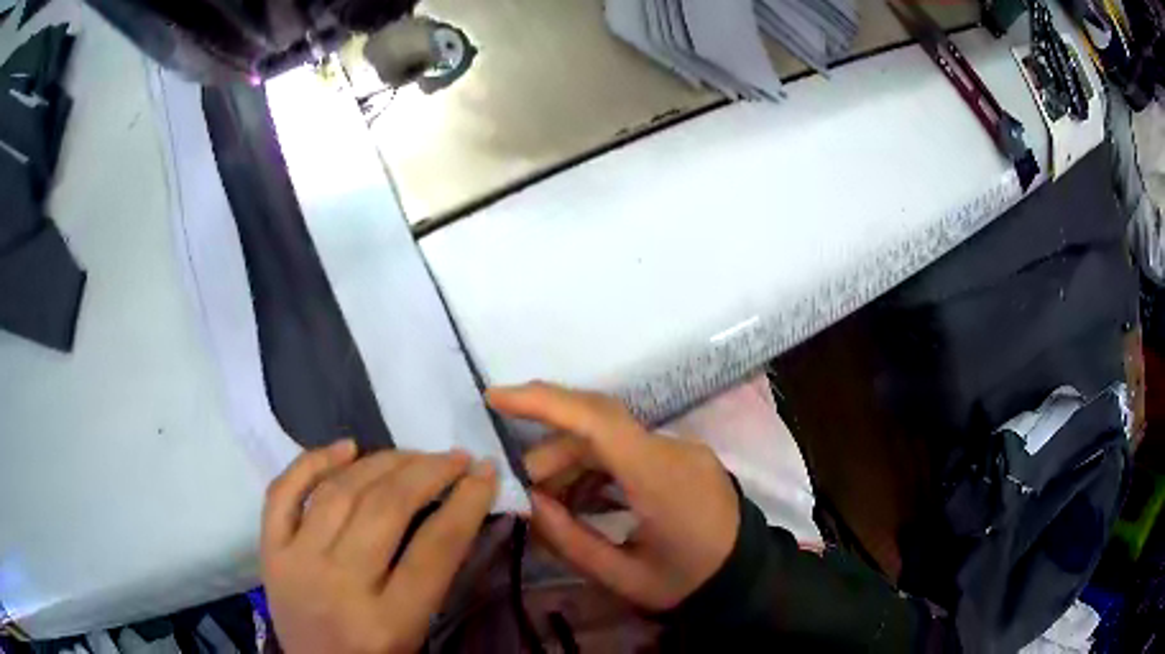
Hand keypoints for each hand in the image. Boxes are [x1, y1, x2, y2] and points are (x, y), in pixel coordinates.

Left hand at [261, 441, 497, 653]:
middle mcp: (338, 586)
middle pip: (385, 510)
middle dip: (428, 472)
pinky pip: (283, 492)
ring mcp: (296, 563)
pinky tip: (347, 447)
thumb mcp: (417, 631)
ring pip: (339, 492)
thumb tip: (455, 507)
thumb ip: (434, 576)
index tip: (486, 472)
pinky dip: (313, 461)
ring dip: (382, 461)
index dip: (466, 502)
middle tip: (455, 457)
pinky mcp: (269, 551)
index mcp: (387, 622)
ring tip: (412, 454)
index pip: (434, 549)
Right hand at [489, 382, 739, 611]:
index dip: (543, 402)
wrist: (746, 577)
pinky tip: (582, 500)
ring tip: (551, 503)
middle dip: (550, 451)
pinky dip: (596, 468)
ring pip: (610, 438)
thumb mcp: (624, 576)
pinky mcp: (681, 458)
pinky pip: (628, 451)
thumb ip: (570, 539)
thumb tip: (529, 503)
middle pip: (597, 427)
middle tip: (524, 490)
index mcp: (660, 478)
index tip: (495, 398)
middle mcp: (671, 450)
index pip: (597, 420)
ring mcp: (680, 450)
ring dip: (572, 463)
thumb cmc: (687, 581)